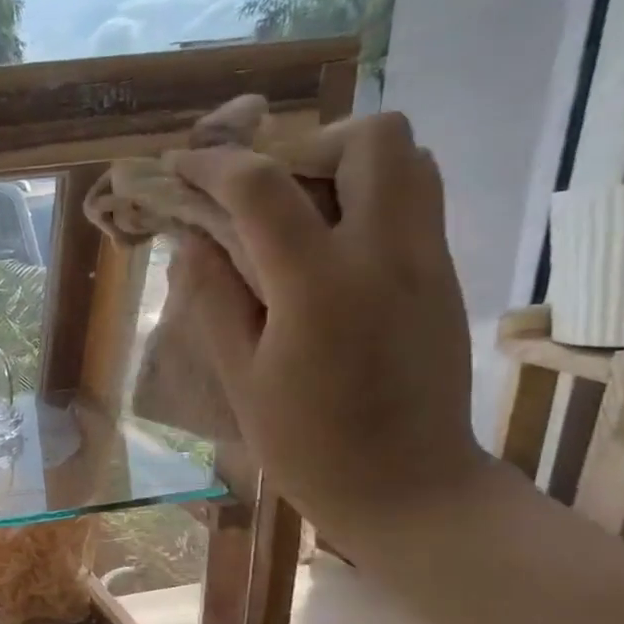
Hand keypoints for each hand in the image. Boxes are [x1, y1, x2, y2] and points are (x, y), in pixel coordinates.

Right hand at [171, 111, 488, 550]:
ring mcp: (427, 260)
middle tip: (261, 190)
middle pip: (371, 137)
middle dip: (305, 144)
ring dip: (344, 164)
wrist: (408, 486)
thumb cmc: (306, 444)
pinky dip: (367, 196)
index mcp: (320, 286)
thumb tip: (193, 238)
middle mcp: (387, 254)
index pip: (263, 188)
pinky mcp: (443, 275)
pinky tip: (326, 246)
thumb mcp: (239, 376)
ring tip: (296, 211)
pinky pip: (414, 199)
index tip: (180, 166)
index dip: (213, 166)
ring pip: (408, 158)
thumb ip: (213, 297)